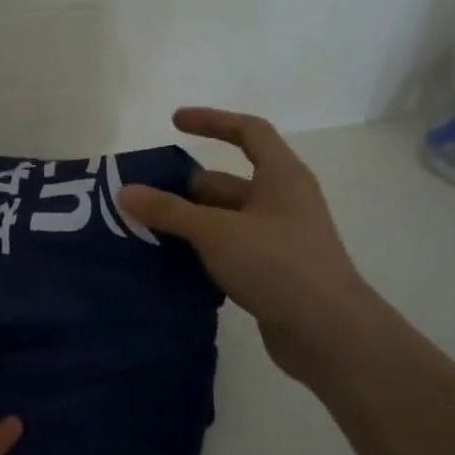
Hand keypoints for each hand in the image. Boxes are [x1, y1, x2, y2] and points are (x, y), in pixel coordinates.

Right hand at [116, 106, 382, 381]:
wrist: (328, 333)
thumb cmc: (277, 264)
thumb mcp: (215, 231)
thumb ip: (169, 211)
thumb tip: (125, 192)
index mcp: (281, 177)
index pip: (248, 132)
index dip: (212, 121)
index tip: (174, 122)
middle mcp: (283, 201)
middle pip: (228, 181)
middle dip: (186, 187)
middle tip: (143, 197)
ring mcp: (279, 238)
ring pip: (225, 219)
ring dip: (190, 222)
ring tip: (146, 230)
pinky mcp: (272, 272)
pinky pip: (229, 249)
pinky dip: (202, 249)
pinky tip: (171, 262)